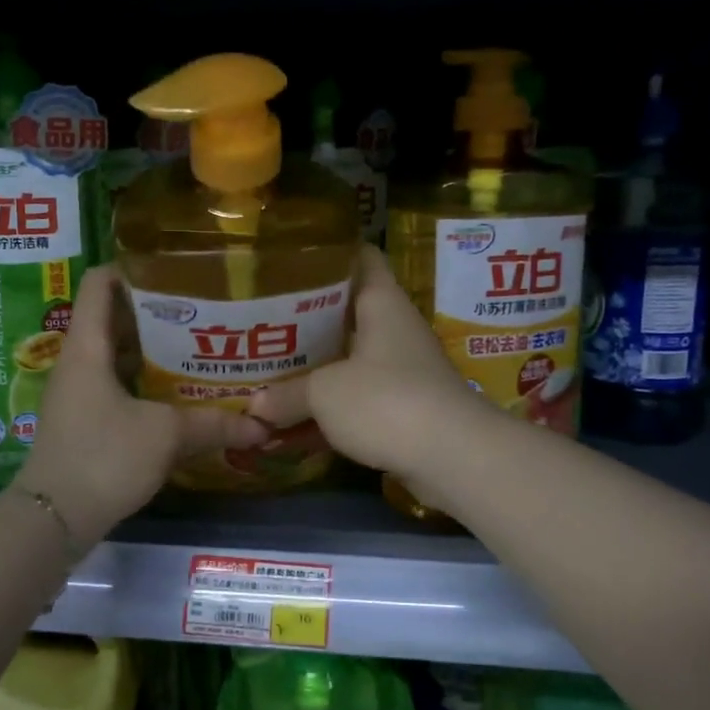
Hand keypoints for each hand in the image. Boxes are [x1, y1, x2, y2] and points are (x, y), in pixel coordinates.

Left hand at [13, 266, 267, 540]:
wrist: (53, 520)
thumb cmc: (102, 458)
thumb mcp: (164, 436)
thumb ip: (214, 424)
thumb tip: (262, 426)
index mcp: (88, 346)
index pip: (99, 282)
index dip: (133, 266)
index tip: (177, 268)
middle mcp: (80, 361)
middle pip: (115, 316)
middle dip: (158, 310)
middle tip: (205, 308)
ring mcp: (80, 392)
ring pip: (120, 354)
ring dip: (155, 349)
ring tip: (201, 345)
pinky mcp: (86, 420)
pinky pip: (120, 384)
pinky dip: (148, 381)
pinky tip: (182, 392)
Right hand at [249, 246, 490, 491]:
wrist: (453, 457)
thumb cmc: (386, 400)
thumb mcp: (324, 393)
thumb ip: (286, 394)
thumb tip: (256, 404)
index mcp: (381, 303)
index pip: (360, 256)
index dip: (327, 253)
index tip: (288, 259)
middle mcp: (392, 330)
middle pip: (344, 314)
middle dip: (303, 322)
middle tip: (261, 323)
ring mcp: (399, 372)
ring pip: (345, 363)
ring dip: (311, 374)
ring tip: (265, 376)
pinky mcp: (400, 410)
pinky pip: (353, 402)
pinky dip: (325, 413)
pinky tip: (289, 429)